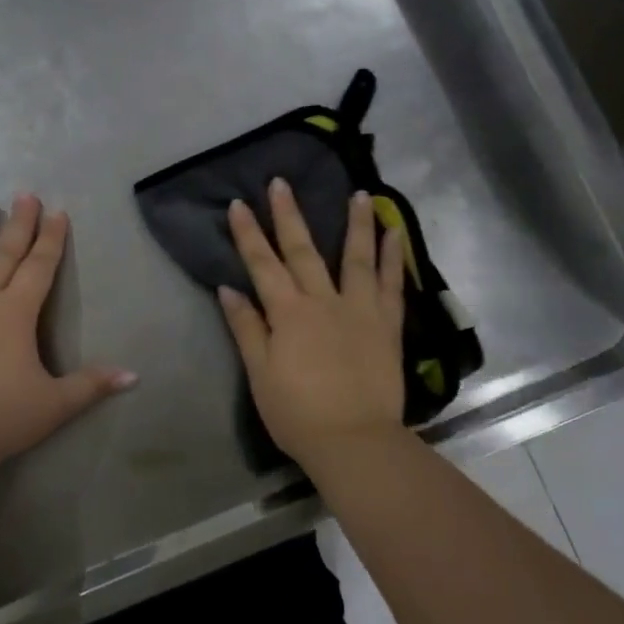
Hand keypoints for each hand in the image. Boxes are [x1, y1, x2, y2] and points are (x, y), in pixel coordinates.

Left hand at [0, 192, 135, 475]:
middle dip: (18, 224)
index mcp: (17, 314)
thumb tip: (134, 375)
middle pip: (4, 255)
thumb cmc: (0, 419)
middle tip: (24, 194)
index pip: (40, 267)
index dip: (51, 239)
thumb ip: (92, 385)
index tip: (57, 211)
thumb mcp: (55, 404)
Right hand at [217, 177, 406, 472]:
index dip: (248, 234)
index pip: (262, 264)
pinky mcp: (386, 325)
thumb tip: (229, 289)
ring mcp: (359, 309)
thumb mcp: (260, 373)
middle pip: (303, 250)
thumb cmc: (297, 413)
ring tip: (360, 194)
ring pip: (356, 257)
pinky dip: (393, 257)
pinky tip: (395, 234)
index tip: (239, 204)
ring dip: (356, 223)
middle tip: (282, 182)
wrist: (354, 441)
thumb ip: (247, 328)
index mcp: (288, 313)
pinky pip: (392, 284)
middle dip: (289, 215)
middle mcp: (323, 301)